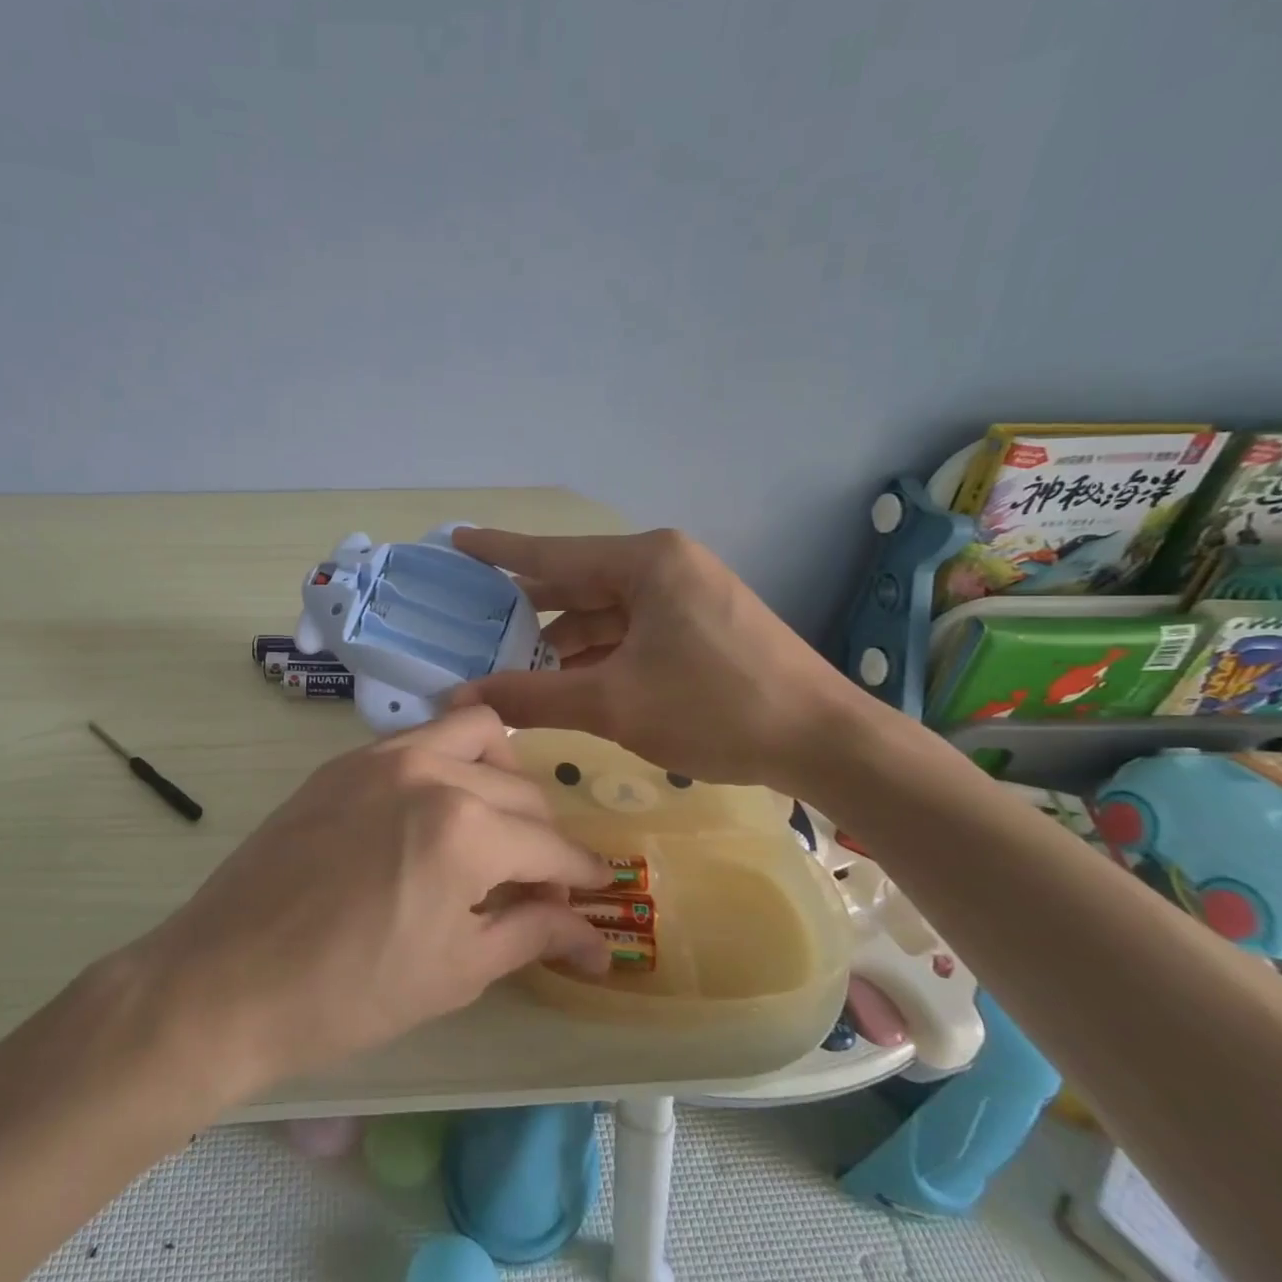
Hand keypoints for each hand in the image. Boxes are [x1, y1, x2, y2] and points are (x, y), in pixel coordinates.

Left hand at [129, 706, 611, 1099]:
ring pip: (474, 733)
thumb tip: (598, 939)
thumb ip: (532, 935)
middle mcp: (430, 771)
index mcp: (465, 829)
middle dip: (544, 837)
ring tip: (494, 826)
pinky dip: (449, 761)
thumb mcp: (455, 971)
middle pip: (522, 789)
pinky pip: (419, 739)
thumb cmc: (348, 994)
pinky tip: (437, 811)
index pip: (552, 845)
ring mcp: (381, 756)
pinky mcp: (344, 761)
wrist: (226, 980)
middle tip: (536, 885)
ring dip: (502, 775)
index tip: (597, 892)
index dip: (582, 874)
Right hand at [449, 527, 859, 791]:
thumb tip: (461, 699)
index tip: (456, 539)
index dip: (498, 550)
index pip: (552, 553)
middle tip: (473, 620)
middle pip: (577, 582)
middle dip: (528, 607)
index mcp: (646, 561)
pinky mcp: (700, 625)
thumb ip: (532, 696)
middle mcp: (665, 565)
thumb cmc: (715, 708)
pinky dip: (598, 653)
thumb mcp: (613, 703)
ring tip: (511, 664)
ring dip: (563, 640)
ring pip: (605, 612)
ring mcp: (686, 594)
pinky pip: (631, 630)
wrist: (825, 742)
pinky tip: (567, 679)